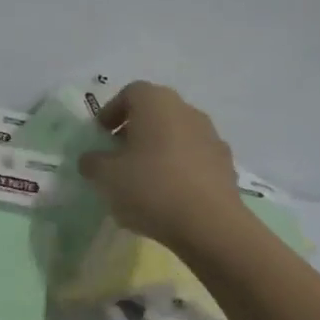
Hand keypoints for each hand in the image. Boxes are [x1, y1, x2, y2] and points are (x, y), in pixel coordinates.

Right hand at [77, 81, 242, 250]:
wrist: (210, 226)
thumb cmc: (151, 188)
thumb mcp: (105, 176)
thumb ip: (92, 162)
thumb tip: (93, 159)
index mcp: (156, 103)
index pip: (130, 93)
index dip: (111, 111)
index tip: (101, 135)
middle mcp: (187, 111)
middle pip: (155, 113)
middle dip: (134, 130)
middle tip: (118, 155)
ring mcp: (211, 137)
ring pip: (176, 135)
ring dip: (158, 149)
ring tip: (142, 179)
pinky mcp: (226, 165)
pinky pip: (194, 158)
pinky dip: (178, 168)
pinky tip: (168, 195)